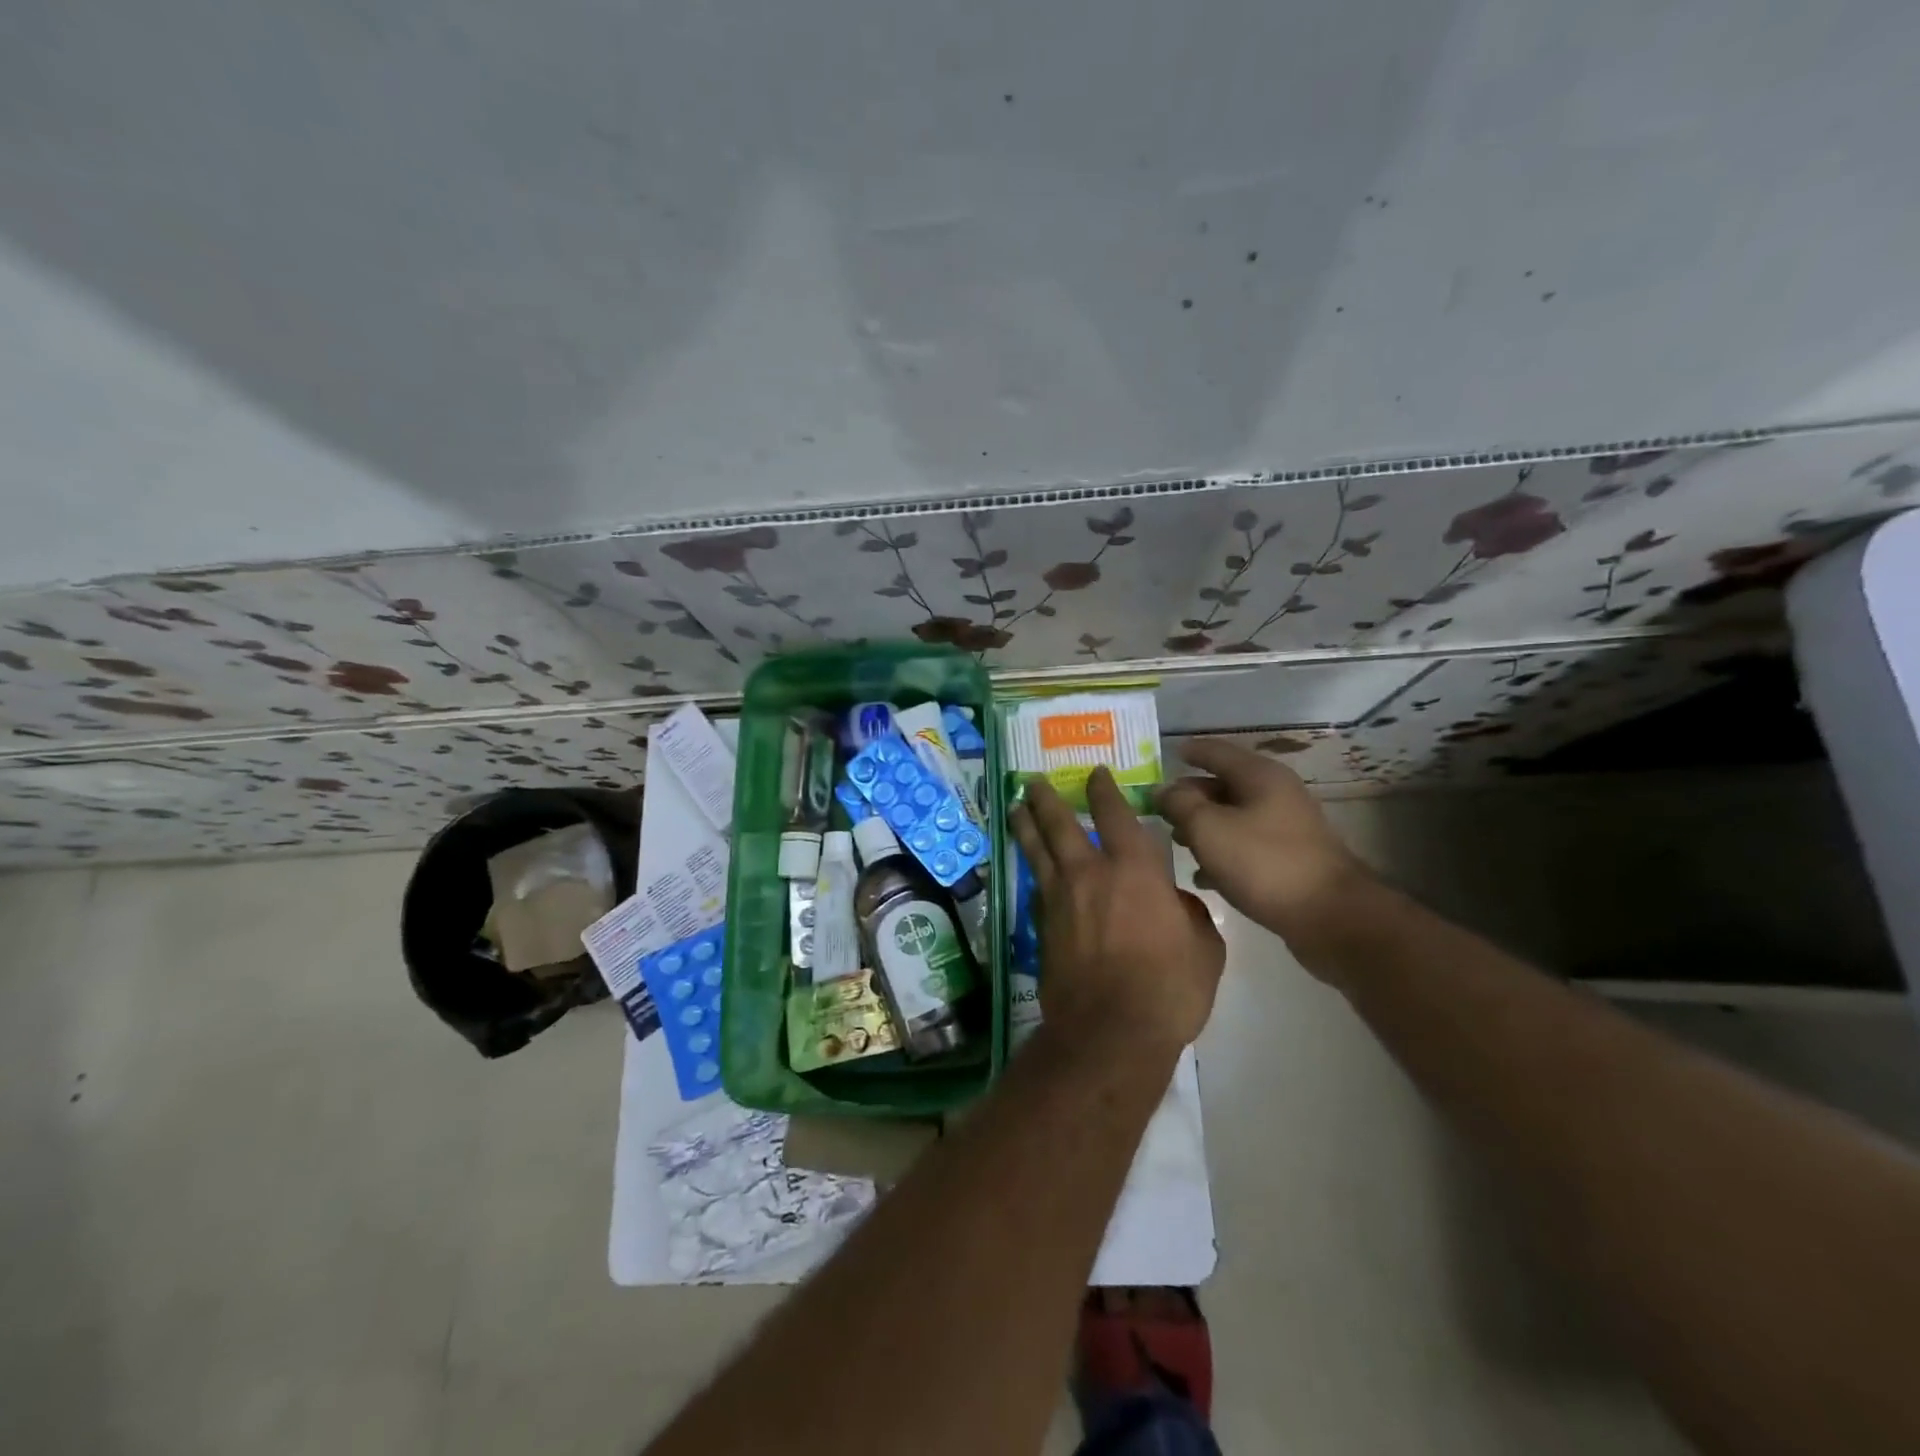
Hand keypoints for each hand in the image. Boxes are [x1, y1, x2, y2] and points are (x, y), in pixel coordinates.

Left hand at [1010, 768, 1224, 1056]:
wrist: (1110, 1033)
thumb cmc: (1168, 989)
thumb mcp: (1204, 948)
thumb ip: (1190, 914)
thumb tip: (1176, 903)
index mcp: (1134, 870)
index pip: (1115, 815)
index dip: (1104, 790)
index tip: (1096, 774)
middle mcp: (1090, 874)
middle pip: (1060, 824)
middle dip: (1047, 799)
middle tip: (1033, 781)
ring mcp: (1060, 900)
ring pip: (1037, 851)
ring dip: (1026, 826)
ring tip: (1017, 808)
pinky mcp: (1042, 927)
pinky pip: (1037, 887)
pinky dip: (1034, 871)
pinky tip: (1032, 868)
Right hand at [1156, 740, 1373, 967]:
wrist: (1331, 917)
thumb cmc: (1264, 863)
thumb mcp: (1209, 829)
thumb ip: (1180, 804)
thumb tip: (1163, 790)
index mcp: (1259, 775)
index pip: (1215, 751)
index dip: (1188, 752)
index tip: (1163, 756)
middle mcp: (1275, 793)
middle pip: (1224, 784)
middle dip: (1190, 795)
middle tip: (1159, 809)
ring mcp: (1286, 826)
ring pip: (1234, 816)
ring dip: (1204, 826)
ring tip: (1175, 842)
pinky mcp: (1290, 858)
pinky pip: (1246, 845)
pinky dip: (1222, 852)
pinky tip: (1202, 875)